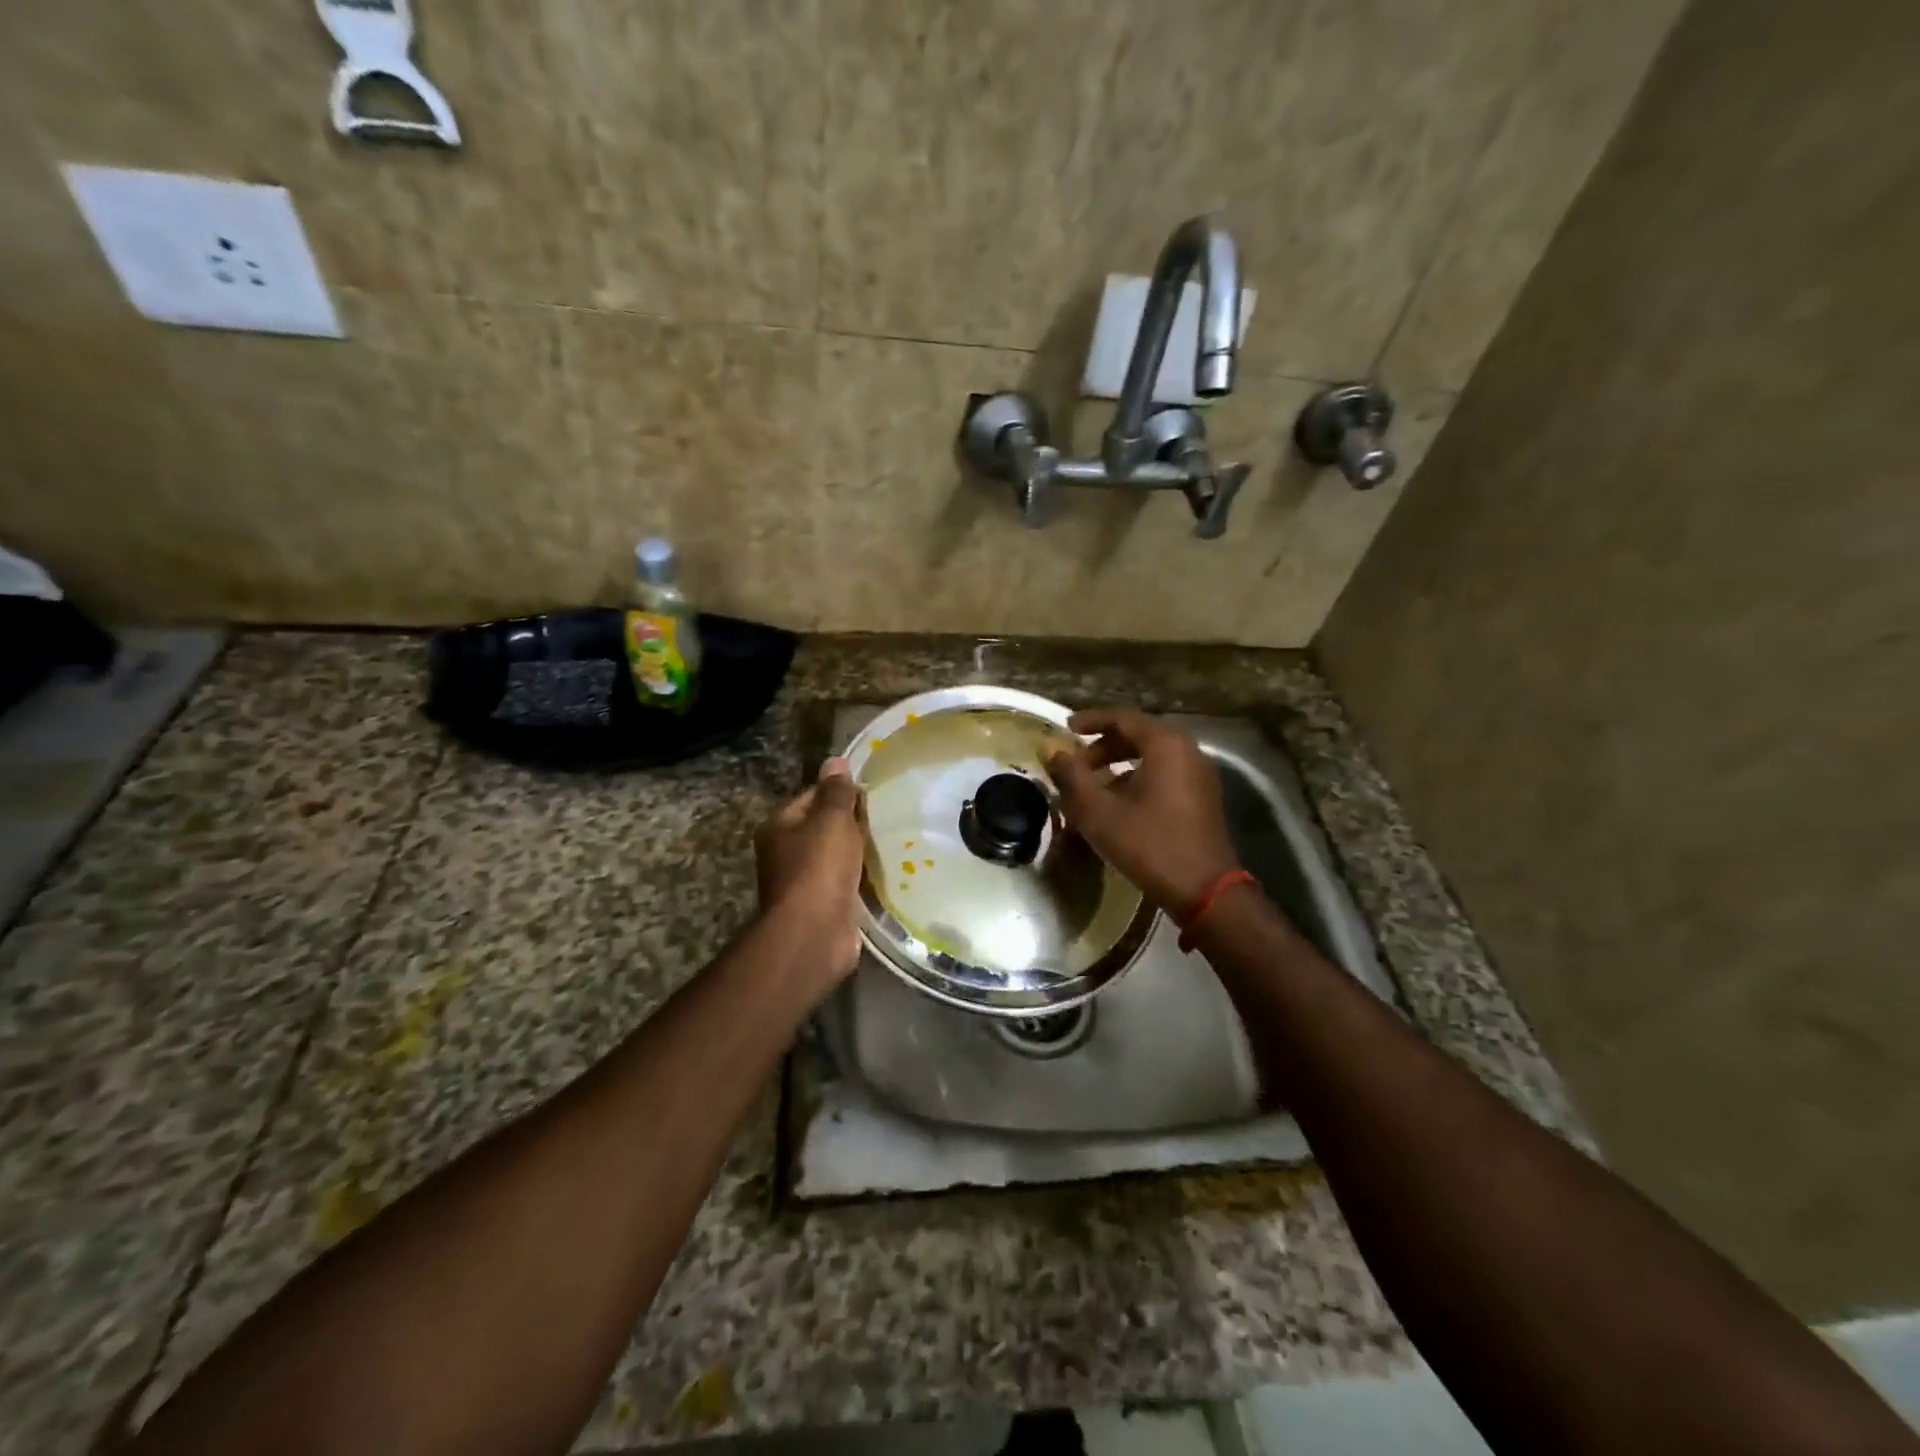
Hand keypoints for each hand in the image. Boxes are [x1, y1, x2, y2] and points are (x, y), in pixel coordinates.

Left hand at [754, 757, 865, 982]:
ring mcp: (802, 883)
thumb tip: (836, 761)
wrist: (814, 933)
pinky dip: (861, 878)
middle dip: (852, 823)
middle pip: (822, 828)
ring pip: (835, 857)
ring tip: (891, 842)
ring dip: (858, 852)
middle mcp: (784, 853)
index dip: (839, 791)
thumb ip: (837, 792)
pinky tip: (884, 873)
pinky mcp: (822, 907)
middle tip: (886, 815)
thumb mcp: (832, 820)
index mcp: (779, 827)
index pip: (811, 797)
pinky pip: (845, 883)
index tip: (871, 792)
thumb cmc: (819, 868)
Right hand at [1045, 708, 1239, 916]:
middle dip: (1102, 746)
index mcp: (1165, 744)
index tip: (1065, 728)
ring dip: (1118, 764)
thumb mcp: (1099, 812)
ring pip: (1151, 756)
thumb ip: (1071, 776)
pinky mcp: (1202, 796)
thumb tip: (1051, 751)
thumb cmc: (1149, 845)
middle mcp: (1187, 750)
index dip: (1090, 720)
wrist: (1204, 891)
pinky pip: (1164, 773)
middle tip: (1075, 763)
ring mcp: (1199, 774)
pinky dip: (1137, 778)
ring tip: (1091, 787)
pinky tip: (1117, 804)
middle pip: (1138, 735)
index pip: (1122, 717)